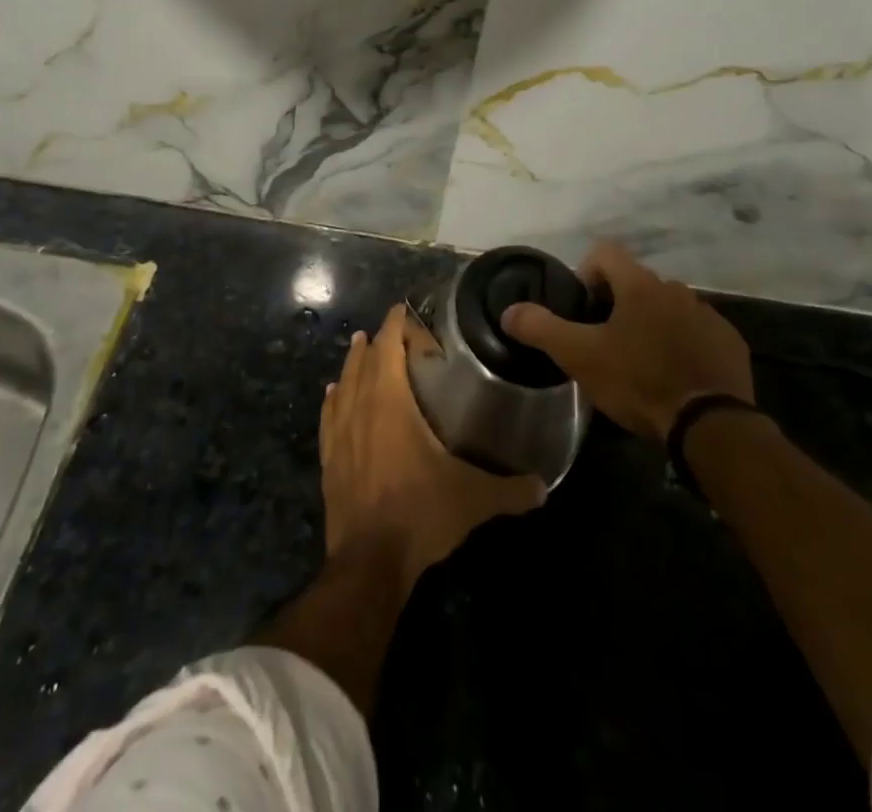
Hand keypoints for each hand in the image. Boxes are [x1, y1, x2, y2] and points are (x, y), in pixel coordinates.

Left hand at [320, 306, 545, 589]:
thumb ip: (510, 490)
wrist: (368, 563)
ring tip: (358, 346)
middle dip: (377, 339)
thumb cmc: (420, 513)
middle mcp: (362, 409)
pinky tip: (330, 394)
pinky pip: (328, 419)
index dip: (395, 324)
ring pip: (343, 385)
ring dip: (352, 363)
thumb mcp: (472, 499)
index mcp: (391, 403)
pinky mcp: (329, 461)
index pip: (389, 348)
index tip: (403, 308)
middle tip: (389, 326)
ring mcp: (341, 436)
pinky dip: (331, 401)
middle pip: (365, 361)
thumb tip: (544, 487)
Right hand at [502, 241, 753, 442]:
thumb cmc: (639, 381)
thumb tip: (510, 310)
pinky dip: (682, 344)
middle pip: (637, 282)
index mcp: (640, 285)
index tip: (581, 308)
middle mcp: (676, 289)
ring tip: (640, 362)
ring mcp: (708, 314)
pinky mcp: (729, 342)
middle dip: (618, 304)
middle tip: (604, 341)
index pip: (605, 253)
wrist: (710, 424)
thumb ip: (541, 328)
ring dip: (651, 324)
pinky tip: (674, 376)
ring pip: (668, 308)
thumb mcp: (580, 357)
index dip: (586, 272)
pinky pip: (698, 332)